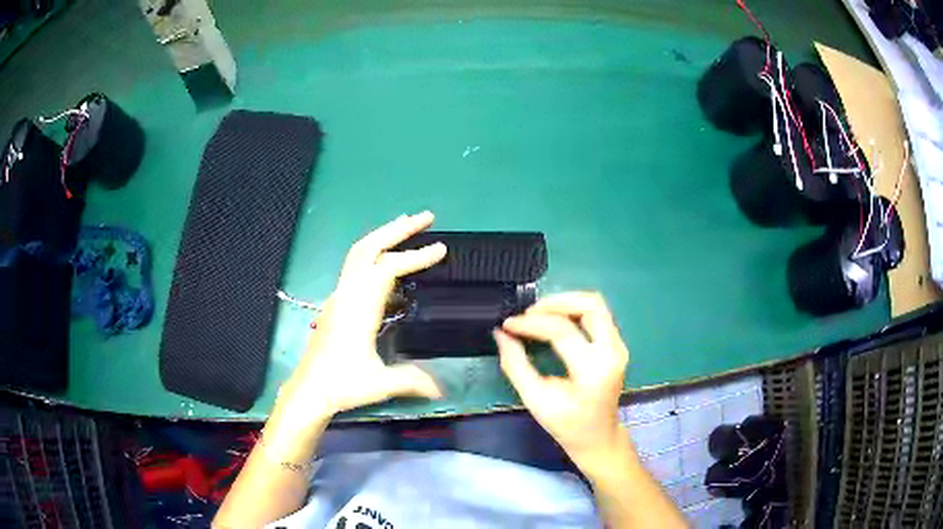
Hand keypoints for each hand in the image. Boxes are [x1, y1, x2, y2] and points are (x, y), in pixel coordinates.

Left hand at [280, 212, 445, 420]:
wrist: (308, 391)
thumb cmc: (342, 385)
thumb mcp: (380, 383)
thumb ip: (412, 380)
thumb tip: (442, 388)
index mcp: (358, 308)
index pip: (388, 269)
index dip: (415, 256)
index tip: (441, 249)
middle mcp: (346, 294)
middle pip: (369, 248)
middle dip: (397, 229)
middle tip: (425, 217)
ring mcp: (339, 297)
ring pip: (359, 254)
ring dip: (384, 237)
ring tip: (407, 226)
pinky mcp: (337, 304)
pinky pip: (356, 267)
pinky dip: (375, 254)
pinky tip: (389, 265)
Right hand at [494, 292, 628, 465]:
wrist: (598, 437)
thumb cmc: (566, 424)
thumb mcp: (535, 398)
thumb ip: (515, 364)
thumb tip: (501, 334)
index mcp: (593, 370)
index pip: (562, 331)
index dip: (531, 323)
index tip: (508, 324)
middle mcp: (612, 352)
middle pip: (590, 305)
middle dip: (555, 302)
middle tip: (528, 312)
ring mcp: (619, 346)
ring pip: (596, 305)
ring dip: (566, 302)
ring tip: (538, 313)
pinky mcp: (618, 345)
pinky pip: (598, 315)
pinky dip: (574, 311)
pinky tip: (554, 320)